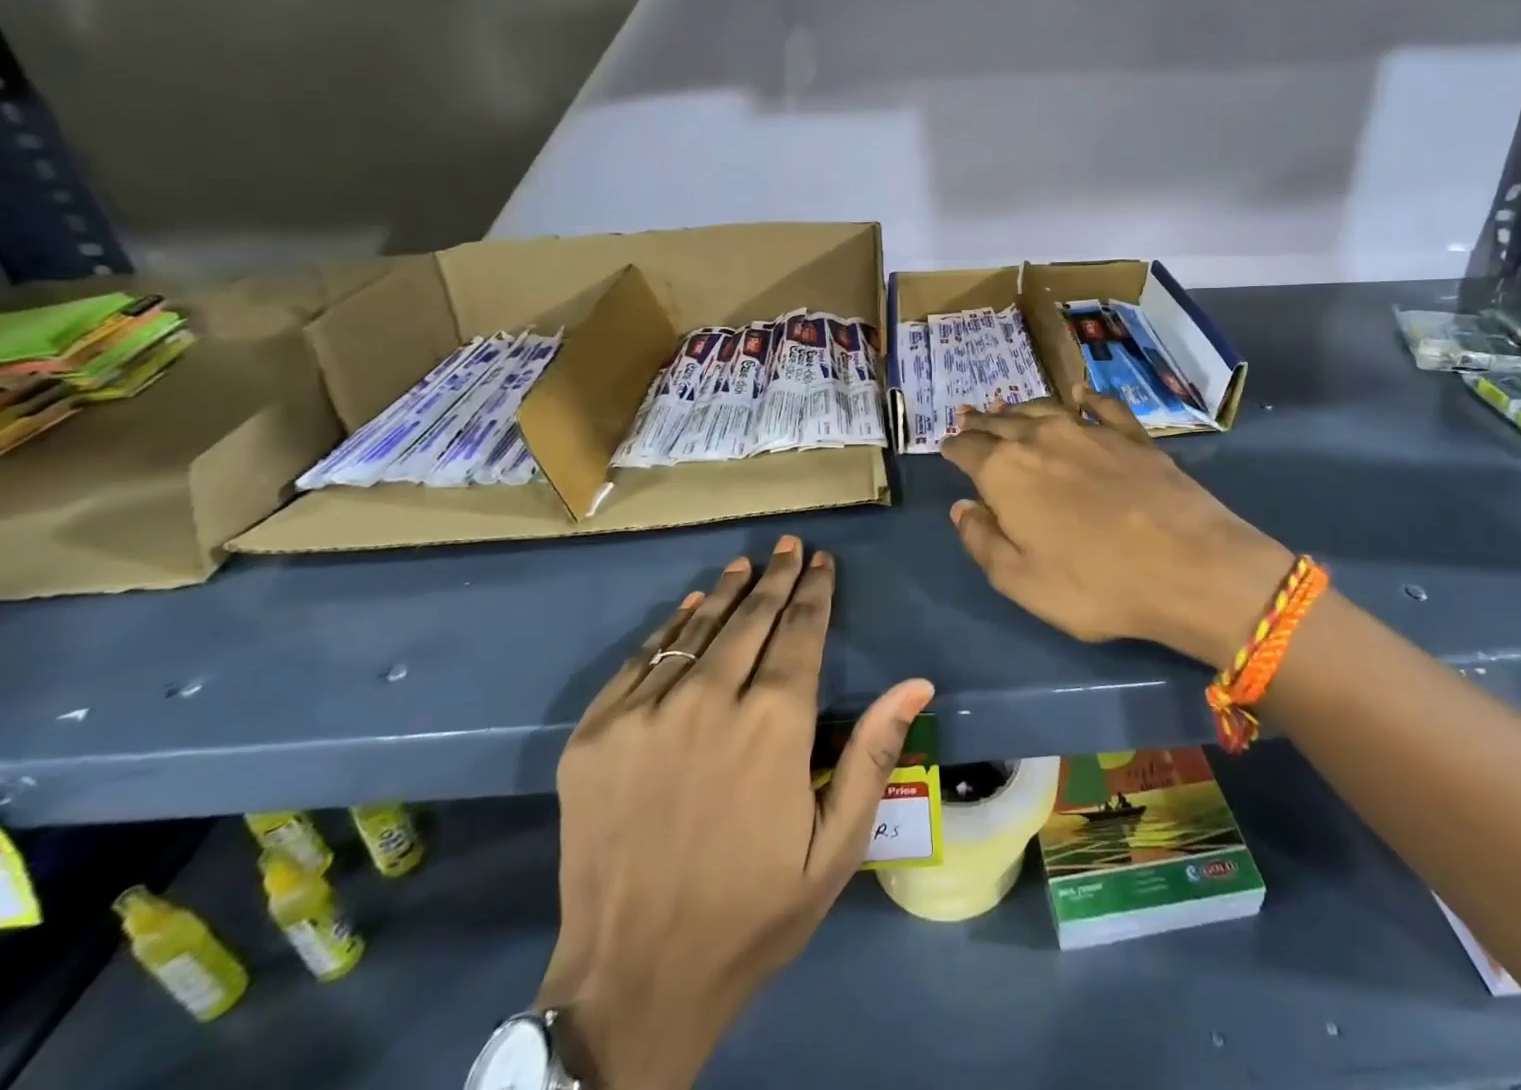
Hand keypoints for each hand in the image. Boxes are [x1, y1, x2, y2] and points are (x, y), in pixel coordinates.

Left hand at [540, 537, 934, 1089]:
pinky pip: (641, 660)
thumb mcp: (834, 849)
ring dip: (726, 592)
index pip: (800, 634)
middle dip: (777, 578)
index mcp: (773, 725)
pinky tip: (688, 607)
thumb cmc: (752, 913)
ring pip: (697, 629)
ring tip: (747, 564)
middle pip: (751, 620)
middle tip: (790, 545)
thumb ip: (873, 756)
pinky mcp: (596, 734)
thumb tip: (917, 683)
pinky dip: (671, 627)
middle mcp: (709, 702)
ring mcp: (645, 714)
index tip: (822, 561)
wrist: (631, 982)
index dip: (814, 593)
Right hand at [941, 386, 1292, 670]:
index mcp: (1006, 472)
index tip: (947, 447)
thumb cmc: (1095, 584)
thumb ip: (983, 541)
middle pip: (1001, 422)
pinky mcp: (1131, 434)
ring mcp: (1089, 431)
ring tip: (1008, 407)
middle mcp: (1041, 438)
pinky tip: (1079, 393)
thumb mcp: (1021, 581)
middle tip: (969, 416)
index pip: (968, 450)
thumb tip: (962, 508)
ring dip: (1020, 407)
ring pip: (1043, 407)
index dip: (953, 448)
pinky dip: (1085, 397)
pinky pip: (1101, 405)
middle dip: (981, 421)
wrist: (1189, 566)